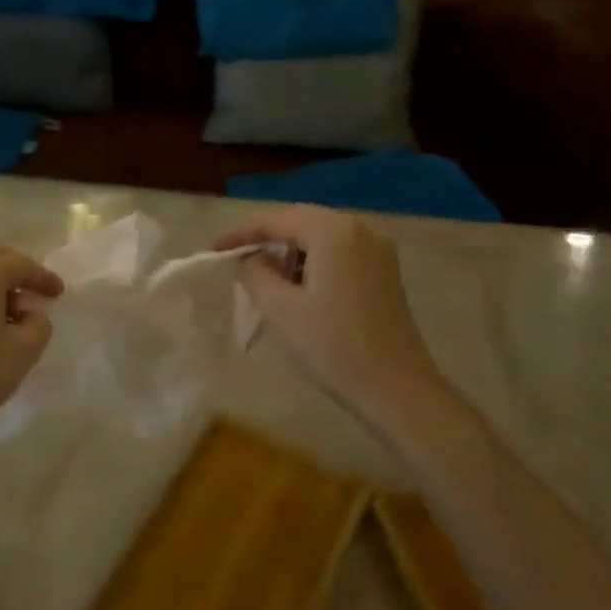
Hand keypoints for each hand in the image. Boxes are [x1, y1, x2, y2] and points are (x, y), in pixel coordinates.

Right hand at [216, 206, 442, 411]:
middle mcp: (360, 229)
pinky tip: (299, 287)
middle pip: (301, 222)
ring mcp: (378, 249)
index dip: (242, 234)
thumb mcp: (281, 309)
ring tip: (265, 277)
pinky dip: (313, 262)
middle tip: (236, 261)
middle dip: (267, 240)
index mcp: (334, 232)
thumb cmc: (333, 347)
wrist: (396, 389)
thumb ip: (256, 273)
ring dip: (291, 252)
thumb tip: (252, 258)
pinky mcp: (385, 271)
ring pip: (321, 237)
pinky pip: (339, 252)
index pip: (277, 220)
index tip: (214, 251)